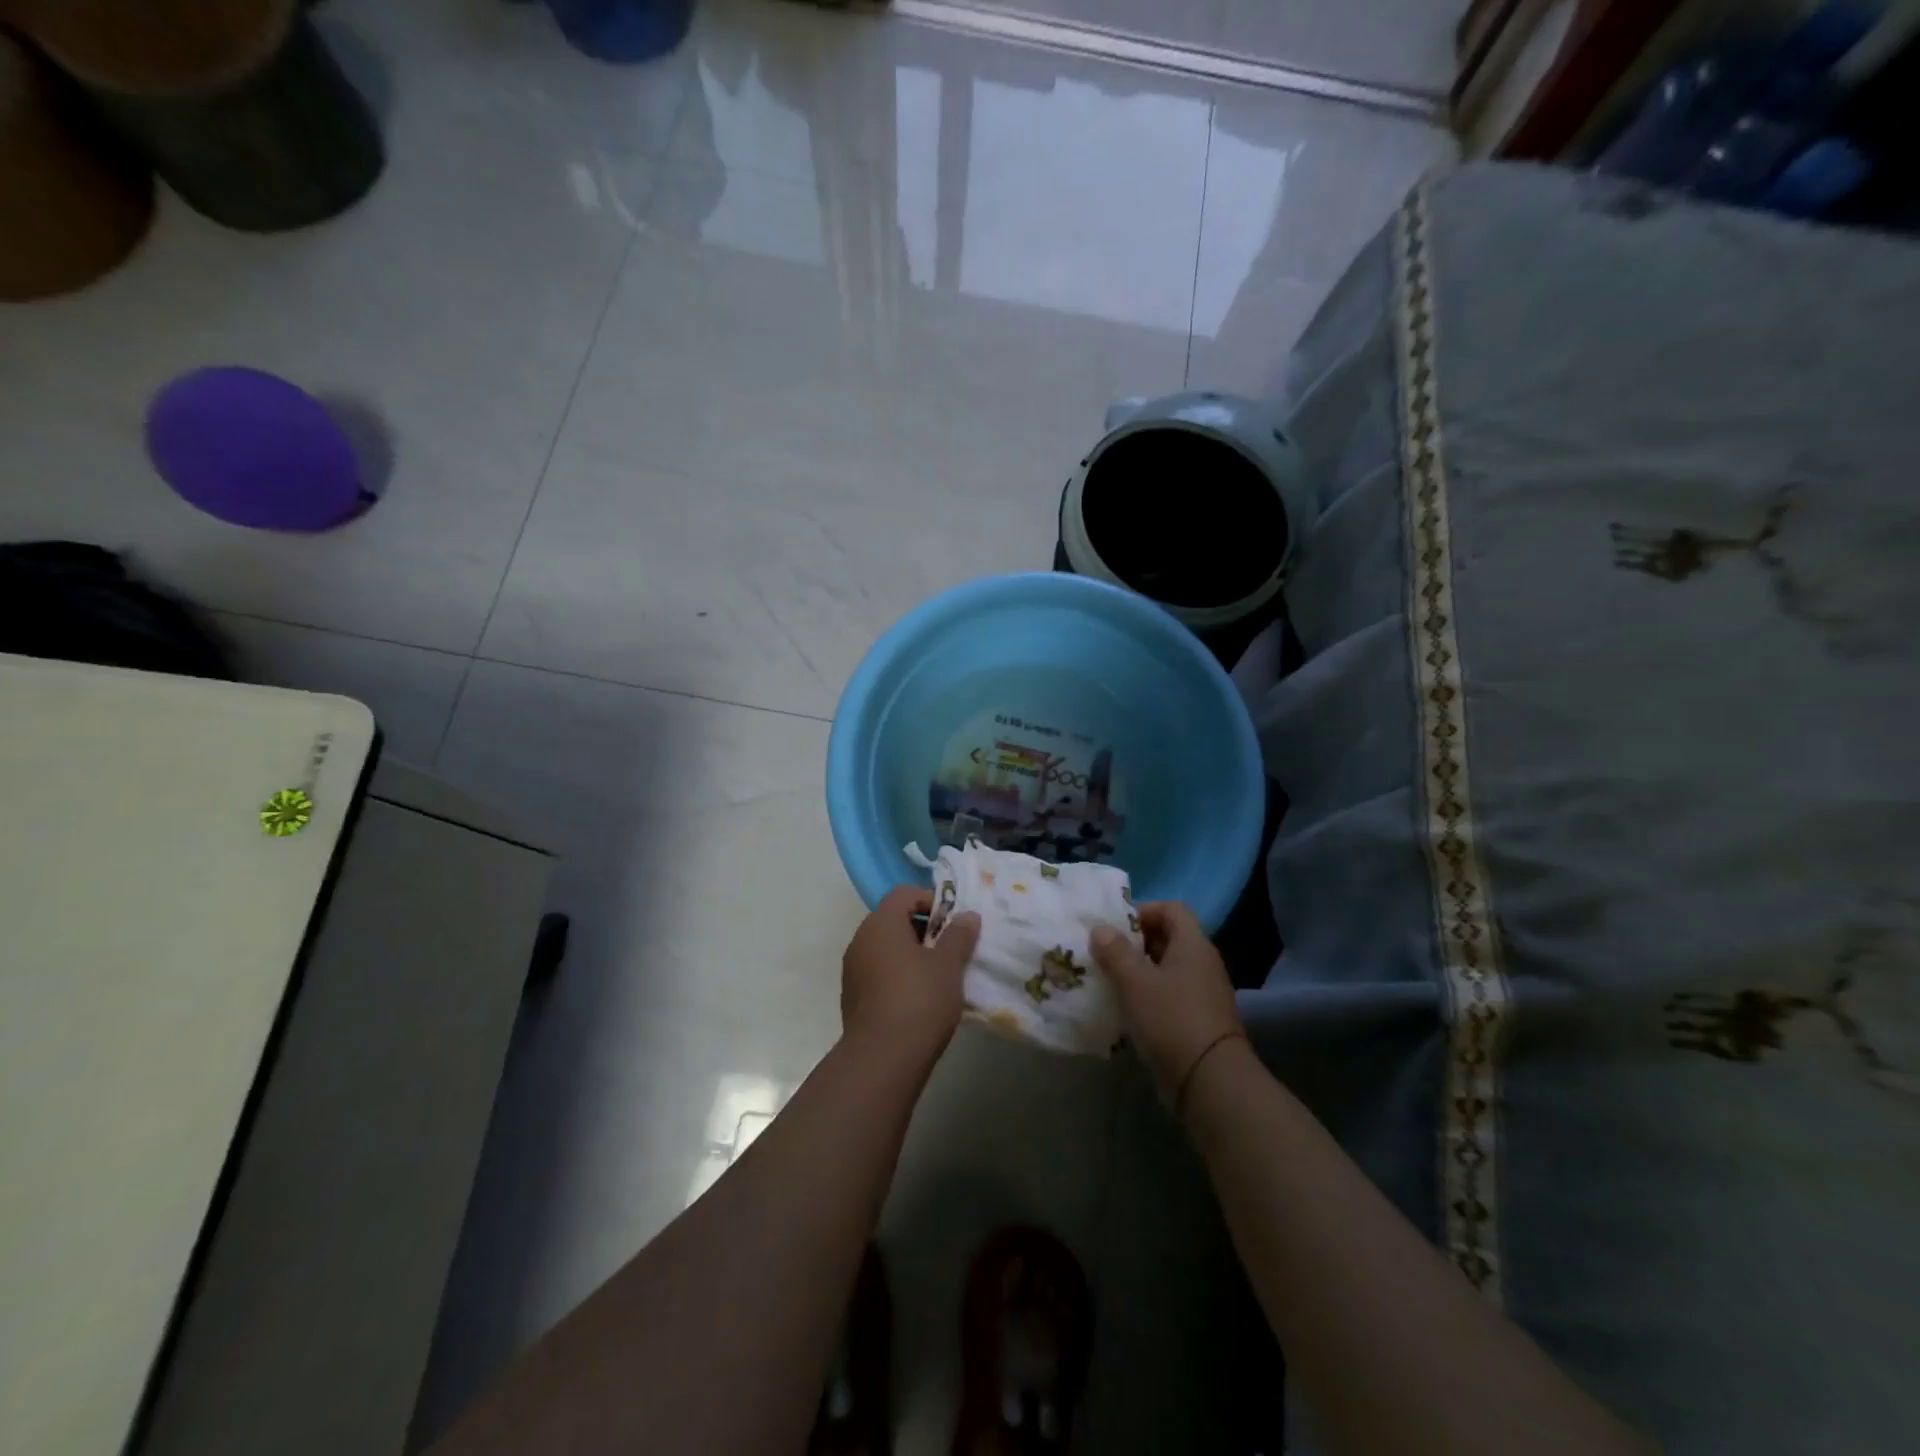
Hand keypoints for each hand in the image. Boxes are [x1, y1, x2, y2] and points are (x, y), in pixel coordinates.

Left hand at [841, 886, 980, 1063]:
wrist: (882, 1059)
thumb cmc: (919, 1000)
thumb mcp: (949, 965)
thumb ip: (959, 935)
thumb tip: (967, 916)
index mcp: (881, 923)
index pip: (904, 893)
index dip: (931, 901)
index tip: (953, 924)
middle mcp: (861, 939)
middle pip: (893, 919)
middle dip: (923, 930)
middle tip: (949, 951)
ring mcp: (853, 969)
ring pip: (886, 948)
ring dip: (910, 954)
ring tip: (938, 977)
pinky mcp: (853, 997)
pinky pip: (878, 972)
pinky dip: (898, 976)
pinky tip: (918, 999)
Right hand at [1091, 902, 1242, 1106]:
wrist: (1210, 1082)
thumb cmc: (1171, 1019)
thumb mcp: (1134, 981)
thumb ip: (1115, 951)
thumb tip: (1100, 929)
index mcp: (1193, 945)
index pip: (1172, 909)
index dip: (1144, 911)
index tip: (1116, 928)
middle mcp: (1203, 964)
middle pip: (1169, 938)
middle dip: (1136, 943)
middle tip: (1106, 954)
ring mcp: (1204, 994)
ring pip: (1168, 970)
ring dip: (1140, 972)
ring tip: (1110, 982)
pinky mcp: (1200, 1021)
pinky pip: (1171, 996)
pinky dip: (1149, 997)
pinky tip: (1128, 1011)